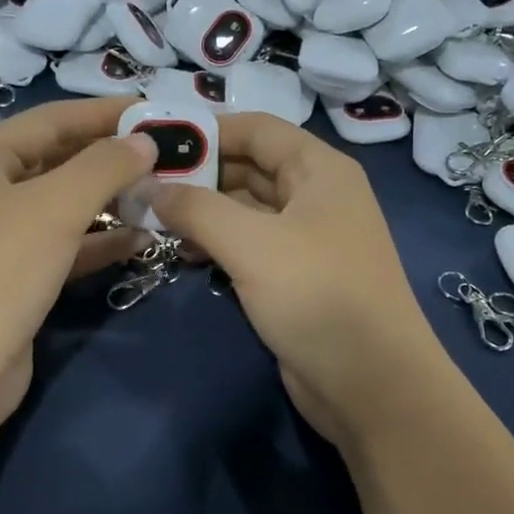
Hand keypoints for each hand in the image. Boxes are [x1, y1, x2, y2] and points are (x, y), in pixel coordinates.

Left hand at [0, 97, 156, 437]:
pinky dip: (99, 243)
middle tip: (166, 156)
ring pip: (63, 208)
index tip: (153, 110)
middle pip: (57, 162)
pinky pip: (64, 248)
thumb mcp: (54, 207)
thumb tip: (145, 142)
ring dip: (110, 202)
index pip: (50, 120)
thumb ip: (104, 167)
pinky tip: (140, 239)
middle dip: (110, 160)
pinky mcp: (15, 281)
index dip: (102, 112)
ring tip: (162, 195)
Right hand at [148, 112, 447, 451]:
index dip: (207, 130)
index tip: (155, 141)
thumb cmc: (317, 296)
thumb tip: (149, 187)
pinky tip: (182, 253)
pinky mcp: (294, 278)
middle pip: (249, 167)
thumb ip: (196, 209)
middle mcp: (315, 197)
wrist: (371, 384)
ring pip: (245, 210)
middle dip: (199, 175)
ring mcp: (306, 240)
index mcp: (319, 171)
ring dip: (203, 212)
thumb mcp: (252, 244)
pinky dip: (216, 244)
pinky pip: (249, 246)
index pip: (257, 128)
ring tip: (152, 219)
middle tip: (142, 184)